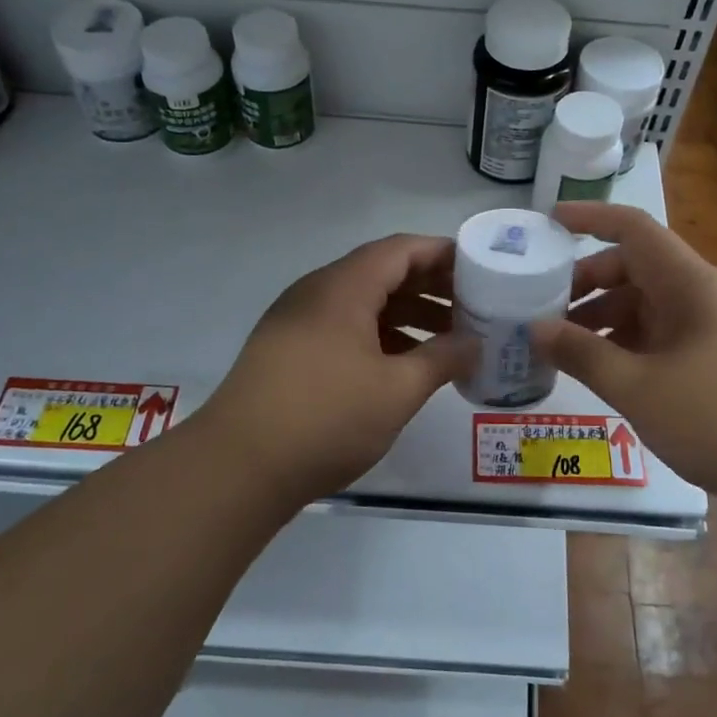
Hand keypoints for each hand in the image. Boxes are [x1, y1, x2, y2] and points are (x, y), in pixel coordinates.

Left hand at [194, 234, 472, 499]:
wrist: (237, 466)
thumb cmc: (326, 418)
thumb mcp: (396, 391)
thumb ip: (442, 359)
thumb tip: (474, 342)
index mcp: (344, 288)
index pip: (401, 250)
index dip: (442, 255)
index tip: (479, 270)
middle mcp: (317, 292)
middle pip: (382, 272)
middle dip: (429, 287)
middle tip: (471, 307)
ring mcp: (297, 320)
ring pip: (362, 303)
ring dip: (406, 315)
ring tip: (446, 340)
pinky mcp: (287, 349)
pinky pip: (343, 327)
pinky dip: (378, 336)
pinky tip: (402, 365)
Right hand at [534, 203, 716, 501]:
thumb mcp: (639, 387)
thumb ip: (583, 355)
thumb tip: (535, 329)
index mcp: (687, 283)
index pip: (633, 228)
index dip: (590, 218)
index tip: (548, 222)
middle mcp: (700, 295)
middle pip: (634, 268)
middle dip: (586, 282)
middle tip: (543, 307)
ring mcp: (710, 328)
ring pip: (646, 305)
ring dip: (604, 318)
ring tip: (563, 346)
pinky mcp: (715, 359)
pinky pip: (660, 336)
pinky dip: (626, 344)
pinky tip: (602, 371)